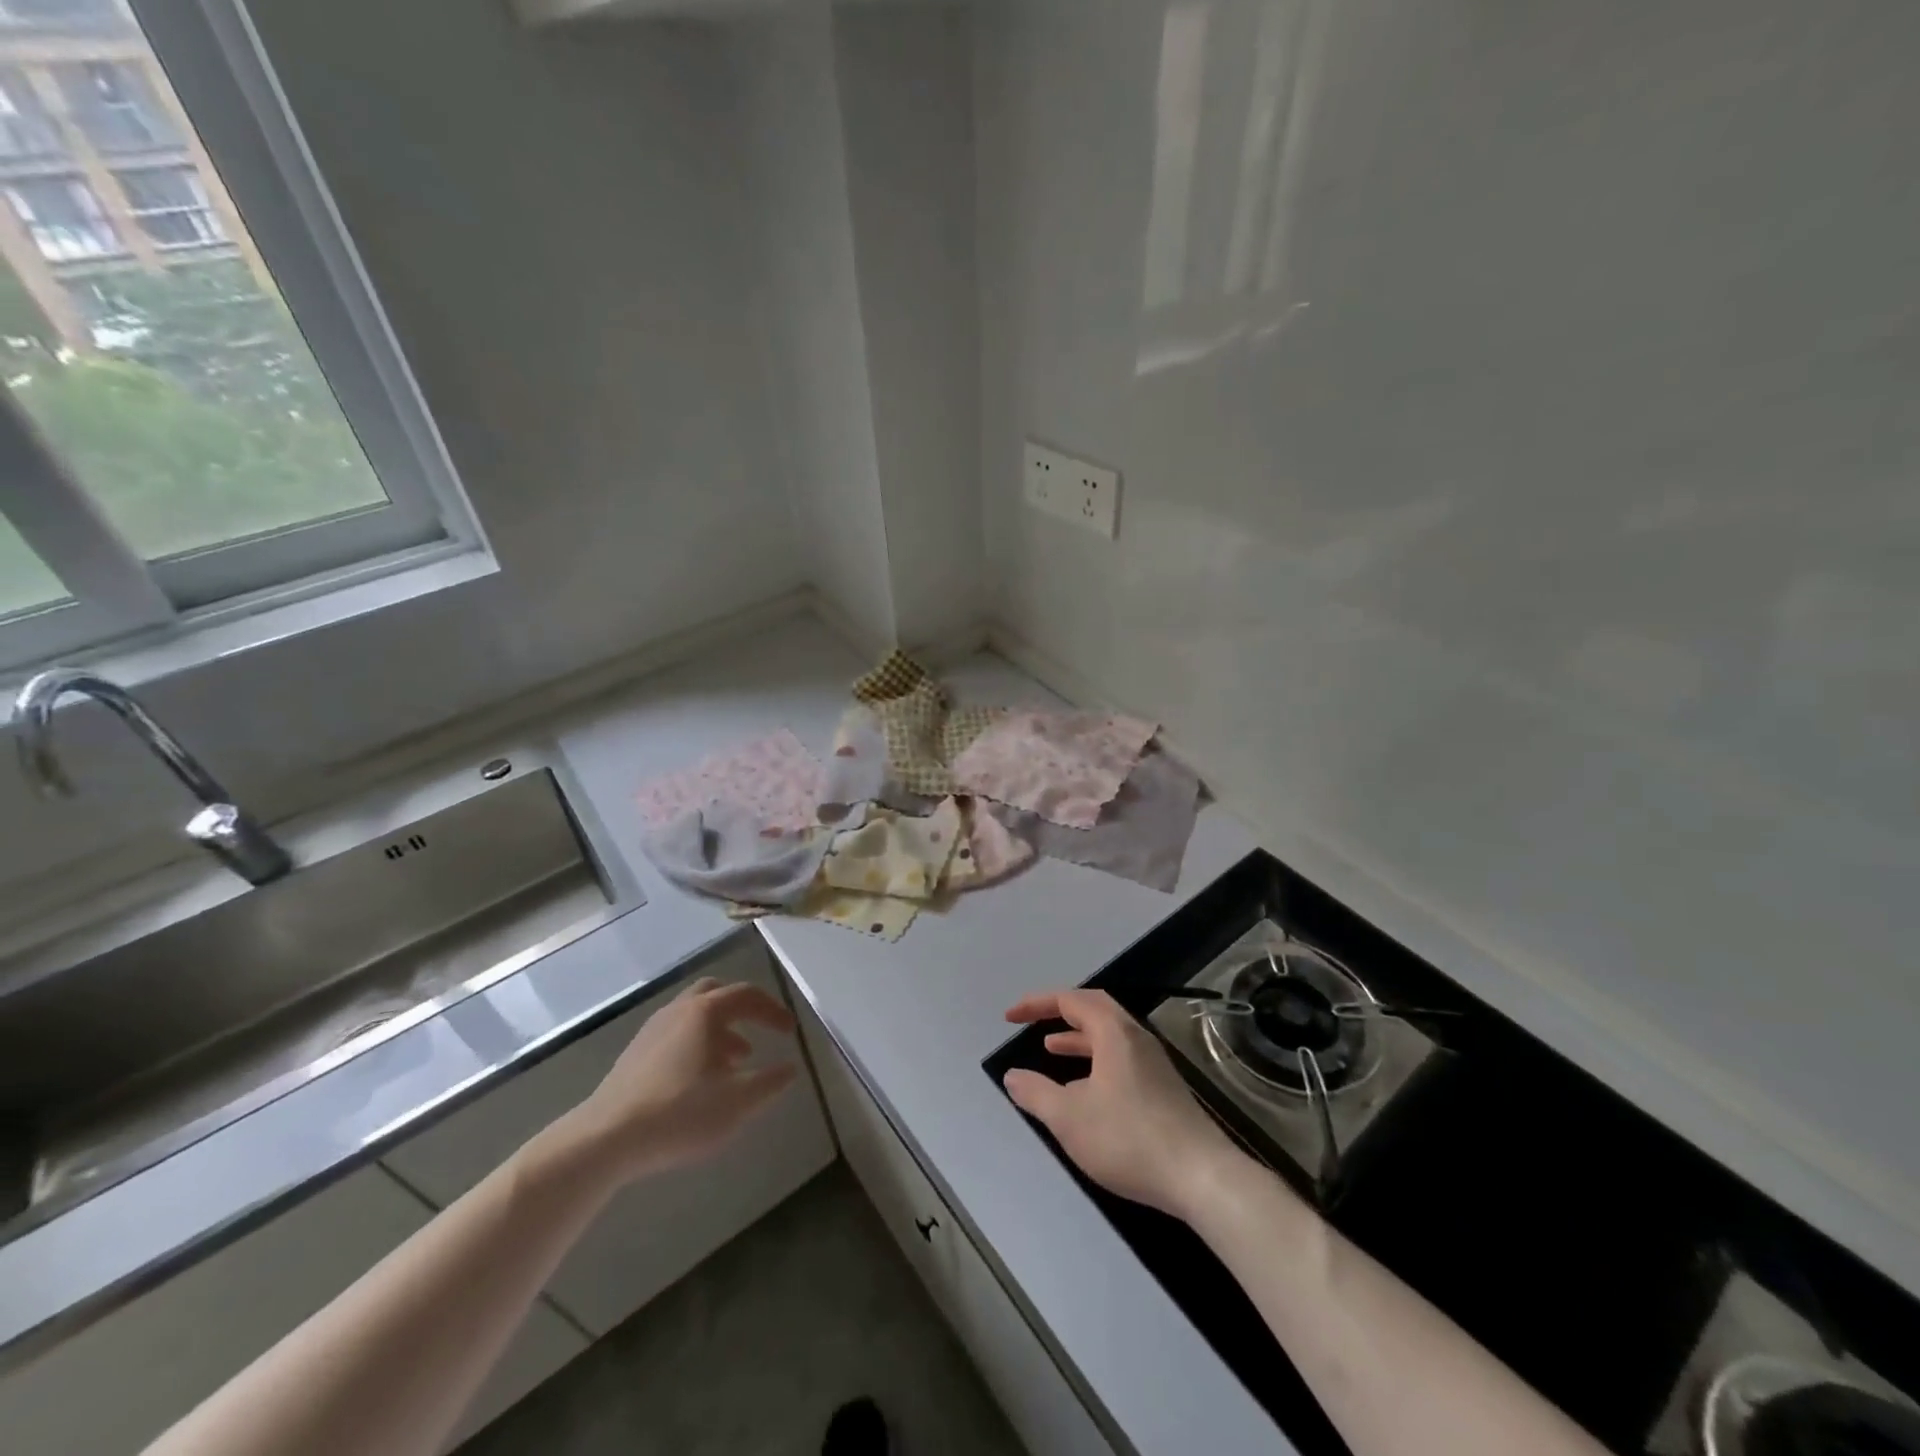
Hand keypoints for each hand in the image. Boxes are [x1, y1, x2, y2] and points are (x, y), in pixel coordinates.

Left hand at [563, 977, 798, 1183]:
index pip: (747, 995)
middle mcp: (678, 1010)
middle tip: (760, 1031)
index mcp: (705, 1012)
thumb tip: (790, 1068)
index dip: (773, 1010)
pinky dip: (697, 1043)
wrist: (605, 1139)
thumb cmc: (679, 1113)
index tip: (791, 1032)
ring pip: (694, 1015)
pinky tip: (700, 1079)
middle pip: (716, 992)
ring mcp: (652, 1030)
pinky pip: (676, 1034)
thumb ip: (770, 1082)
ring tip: (736, 1061)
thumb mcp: (738, 1102)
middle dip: (743, 1009)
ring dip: (720, 1029)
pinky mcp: (634, 1054)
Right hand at [1003, 989, 1244, 1220]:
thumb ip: (1036, 1093)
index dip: (1037, 1004)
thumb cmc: (1129, 1139)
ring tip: (1052, 1049)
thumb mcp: (1069, 1118)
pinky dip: (1096, 1059)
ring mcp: (1154, 1063)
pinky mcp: (1163, 1088)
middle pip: (1095, 1008)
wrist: (1202, 1177)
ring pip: (1110, 1035)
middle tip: (1034, 1022)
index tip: (1010, 1017)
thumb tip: (1012, 1076)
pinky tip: (1086, 1088)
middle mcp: (1136, 1038)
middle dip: (1060, 1012)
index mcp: (1114, 1032)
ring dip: (1078, 1037)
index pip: (1071, 1000)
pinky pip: (1121, 1056)